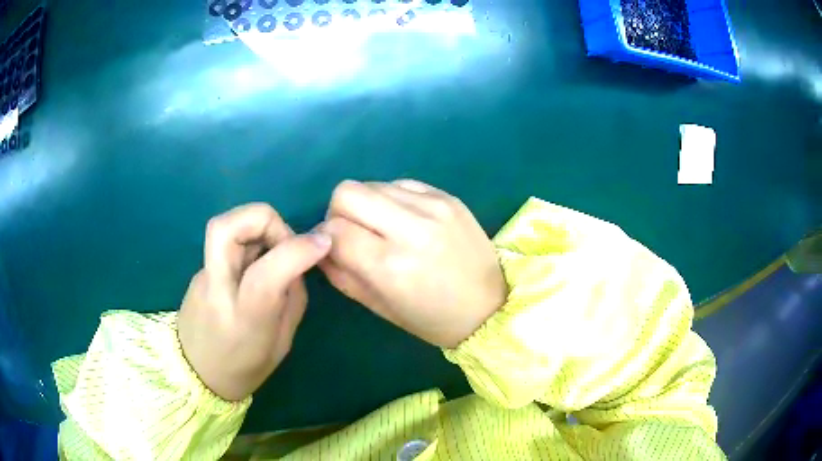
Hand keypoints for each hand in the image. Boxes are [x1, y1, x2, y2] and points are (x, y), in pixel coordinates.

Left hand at [177, 204, 330, 400]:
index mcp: (244, 319)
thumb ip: (292, 298)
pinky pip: (226, 241)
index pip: (266, 273)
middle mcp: (217, 290)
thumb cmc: (244, 368)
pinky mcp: (199, 270)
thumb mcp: (281, 343)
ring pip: (225, 226)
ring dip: (258, 227)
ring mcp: (202, 276)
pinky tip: (255, 266)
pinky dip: (248, 241)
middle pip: (227, 227)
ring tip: (273, 253)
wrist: (194, 374)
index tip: (323, 245)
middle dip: (266, 220)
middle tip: (285, 241)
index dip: (299, 249)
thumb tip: (299, 261)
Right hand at [320, 180, 506, 348]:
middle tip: (354, 234)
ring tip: (383, 228)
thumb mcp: (379, 307)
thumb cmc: (432, 319)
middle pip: (347, 192)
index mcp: (390, 266)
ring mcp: (433, 207)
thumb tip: (321, 246)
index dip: (325, 238)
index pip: (334, 230)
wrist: (490, 306)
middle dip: (339, 212)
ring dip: (367, 205)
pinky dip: (393, 199)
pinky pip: (402, 183)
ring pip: (373, 184)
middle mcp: (410, 228)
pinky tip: (406, 220)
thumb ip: (341, 275)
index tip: (334, 248)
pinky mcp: (448, 196)